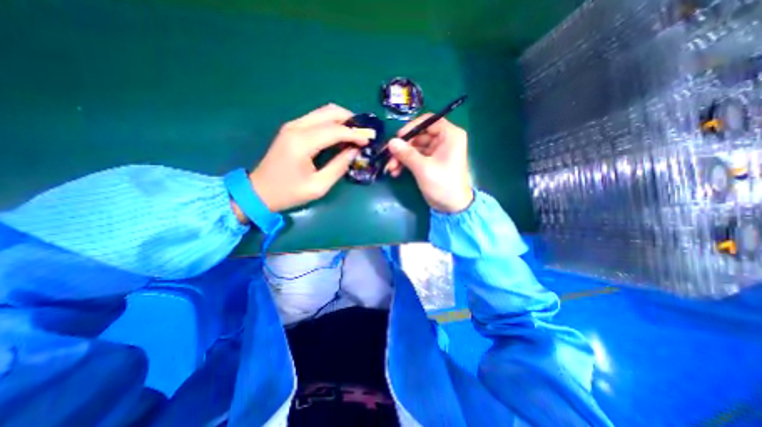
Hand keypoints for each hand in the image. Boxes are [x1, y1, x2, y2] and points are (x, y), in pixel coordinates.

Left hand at [236, 102, 371, 217]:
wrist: (259, 191)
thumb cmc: (289, 193)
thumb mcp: (318, 186)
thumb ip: (339, 167)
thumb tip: (354, 151)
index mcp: (302, 143)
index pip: (335, 130)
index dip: (355, 134)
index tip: (369, 139)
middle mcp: (296, 127)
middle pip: (329, 112)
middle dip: (351, 120)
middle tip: (364, 133)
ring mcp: (292, 126)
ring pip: (323, 112)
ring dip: (342, 119)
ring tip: (355, 133)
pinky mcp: (291, 129)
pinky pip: (316, 118)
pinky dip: (332, 123)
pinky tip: (340, 134)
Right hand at [385, 116, 473, 213]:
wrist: (452, 207)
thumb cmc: (443, 185)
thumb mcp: (423, 168)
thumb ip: (406, 154)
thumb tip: (390, 142)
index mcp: (449, 135)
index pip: (428, 121)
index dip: (411, 127)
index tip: (397, 138)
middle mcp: (443, 140)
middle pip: (418, 136)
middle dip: (402, 148)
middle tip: (388, 158)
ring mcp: (436, 152)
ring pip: (414, 148)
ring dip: (401, 157)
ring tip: (391, 169)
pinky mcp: (430, 162)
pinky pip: (415, 157)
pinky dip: (405, 163)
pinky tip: (396, 172)